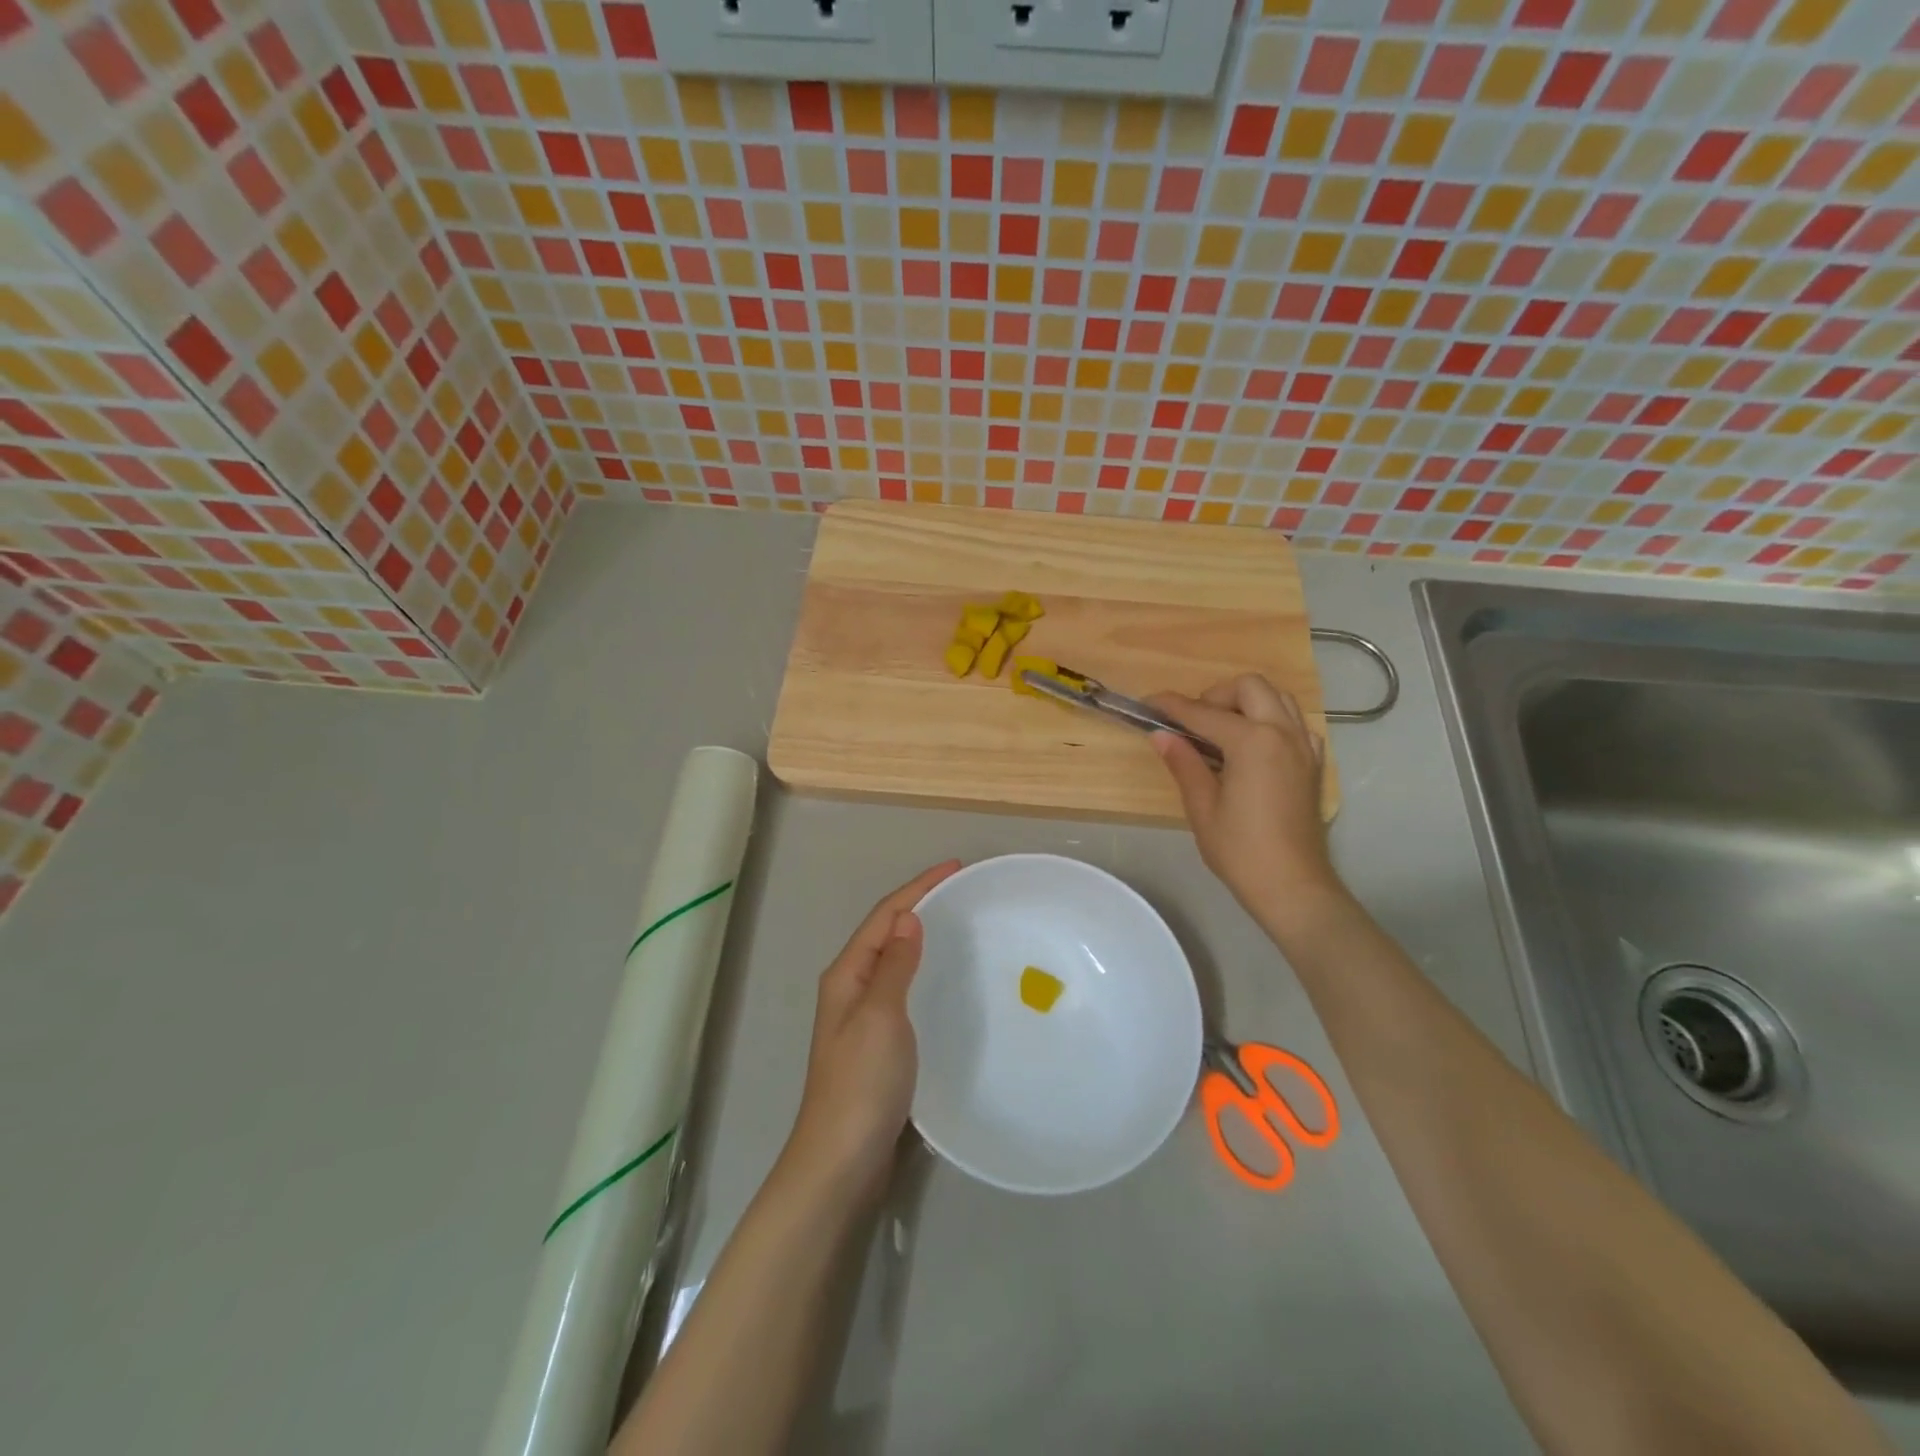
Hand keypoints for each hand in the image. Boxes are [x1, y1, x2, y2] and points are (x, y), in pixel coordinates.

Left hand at [785, 861, 961, 1194]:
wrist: (841, 1160)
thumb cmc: (861, 1082)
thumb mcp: (880, 1015)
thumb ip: (895, 966)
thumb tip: (908, 918)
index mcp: (847, 974)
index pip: (885, 916)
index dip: (918, 887)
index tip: (956, 867)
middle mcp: (851, 988)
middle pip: (887, 932)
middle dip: (920, 905)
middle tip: (962, 892)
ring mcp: (862, 1017)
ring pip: (895, 961)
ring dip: (921, 937)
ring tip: (958, 925)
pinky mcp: (878, 1043)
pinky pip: (903, 990)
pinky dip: (923, 972)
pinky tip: (945, 981)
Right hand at [1148, 675, 1346, 935]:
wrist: (1292, 885)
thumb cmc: (1240, 850)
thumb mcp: (1202, 807)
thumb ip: (1184, 763)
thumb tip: (1161, 735)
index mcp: (1252, 742)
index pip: (1204, 713)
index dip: (1172, 706)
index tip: (1149, 703)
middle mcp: (1283, 733)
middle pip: (1249, 686)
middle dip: (1216, 695)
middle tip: (1193, 723)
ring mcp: (1304, 746)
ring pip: (1277, 697)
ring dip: (1246, 702)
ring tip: (1221, 730)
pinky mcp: (1313, 763)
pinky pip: (1294, 722)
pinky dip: (1271, 720)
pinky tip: (1252, 747)